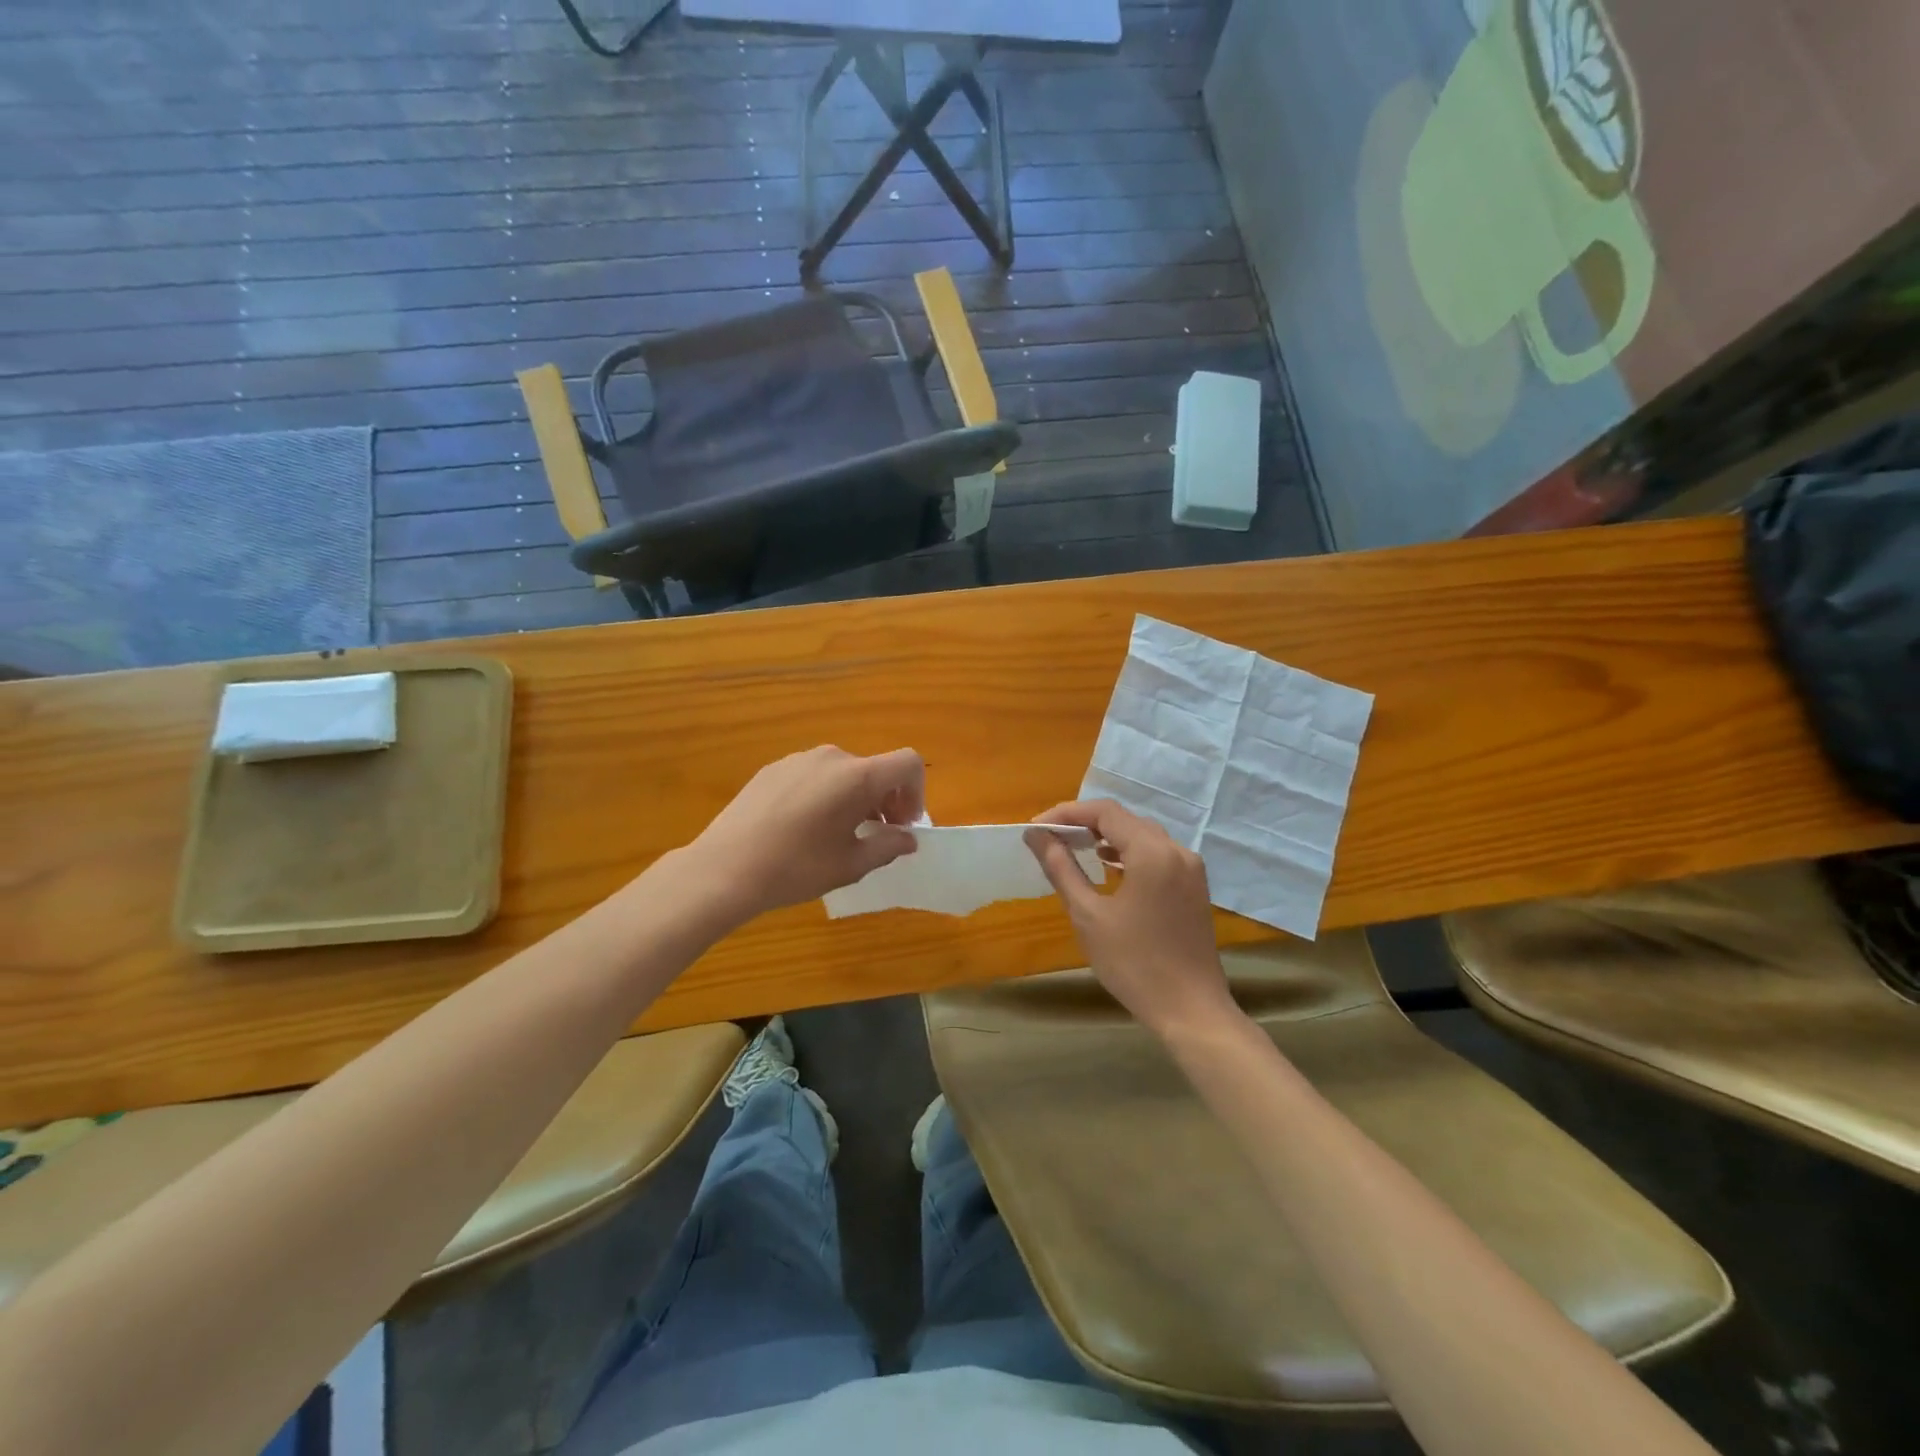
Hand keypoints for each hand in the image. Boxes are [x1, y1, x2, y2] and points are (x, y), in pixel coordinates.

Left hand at [688, 746, 924, 922]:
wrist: (723, 869)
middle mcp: (831, 758)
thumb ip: (888, 846)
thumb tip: (907, 838)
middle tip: (875, 835)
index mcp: (856, 777)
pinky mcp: (773, 769)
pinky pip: (813, 776)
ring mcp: (798, 759)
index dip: (916, 791)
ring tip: (837, 834)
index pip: (907, 763)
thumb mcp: (851, 864)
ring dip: (854, 798)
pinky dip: (824, 795)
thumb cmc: (796, 868)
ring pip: (843, 773)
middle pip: (874, 769)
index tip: (903, 824)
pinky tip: (802, 829)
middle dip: (885, 800)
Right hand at [1025, 800, 1237, 1040]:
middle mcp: (1177, 850)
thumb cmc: (1134, 964)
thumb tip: (1036, 835)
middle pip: (1125, 819)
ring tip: (1074, 848)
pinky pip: (1158, 854)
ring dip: (1107, 836)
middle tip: (1050, 838)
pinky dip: (1129, 853)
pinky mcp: (1194, 886)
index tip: (1036, 828)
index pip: (1105, 812)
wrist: (1190, 1010)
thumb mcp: (1088, 915)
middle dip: (1085, 823)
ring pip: (1142, 835)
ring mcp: (1191, 868)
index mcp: (1152, 852)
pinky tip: (1109, 868)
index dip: (1067, 813)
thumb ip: (1061, 868)